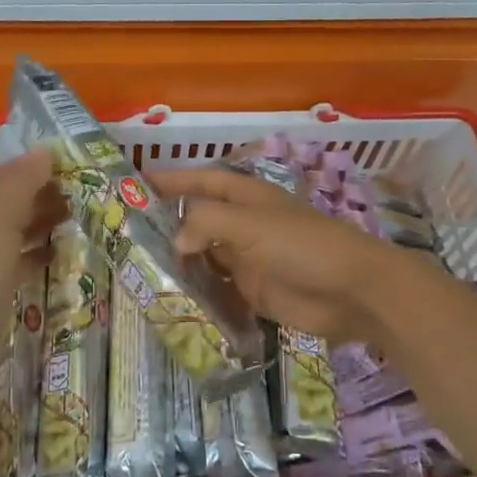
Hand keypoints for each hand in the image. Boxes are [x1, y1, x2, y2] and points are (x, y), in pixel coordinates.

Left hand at [0, 150, 63, 396]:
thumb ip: (22, 184)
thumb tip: (46, 151)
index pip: (8, 176)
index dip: (38, 168)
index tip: (77, 166)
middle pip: (16, 203)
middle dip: (47, 196)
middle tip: (89, 193)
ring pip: (22, 233)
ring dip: (47, 225)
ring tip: (82, 218)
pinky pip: (25, 264)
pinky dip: (43, 256)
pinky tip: (65, 253)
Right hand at [153, 168, 402, 346]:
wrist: (352, 291)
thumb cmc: (303, 245)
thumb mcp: (250, 224)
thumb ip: (206, 223)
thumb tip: (175, 240)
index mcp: (247, 197)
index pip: (202, 180)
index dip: (172, 179)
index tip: (135, 183)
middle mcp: (244, 224)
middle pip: (199, 219)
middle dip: (167, 223)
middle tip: (125, 234)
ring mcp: (248, 259)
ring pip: (205, 255)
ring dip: (178, 260)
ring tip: (137, 268)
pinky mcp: (253, 291)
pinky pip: (217, 288)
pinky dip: (196, 290)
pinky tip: (170, 297)